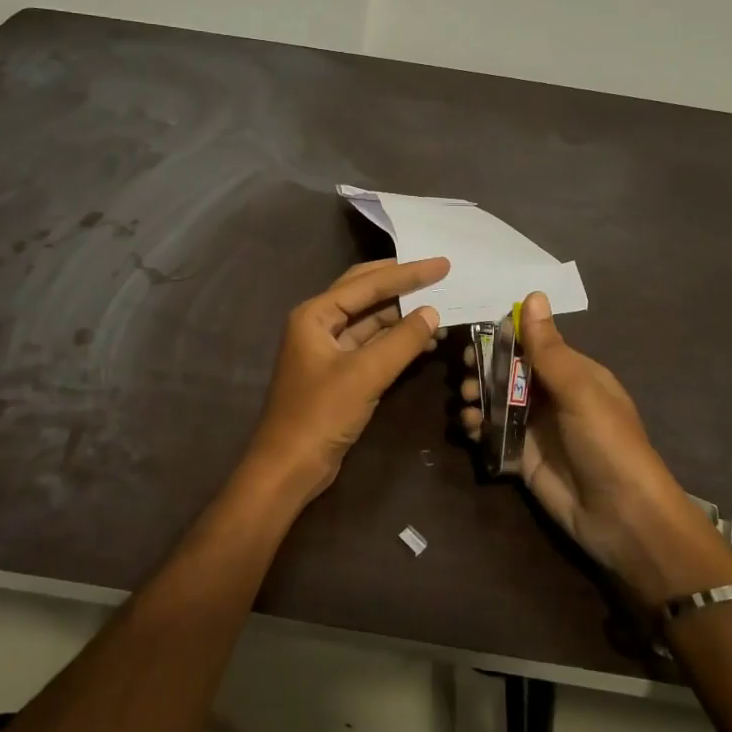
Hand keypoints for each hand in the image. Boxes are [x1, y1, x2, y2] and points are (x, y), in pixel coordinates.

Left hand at [243, 257, 447, 509]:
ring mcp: (328, 349)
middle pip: (365, 293)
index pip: (367, 283)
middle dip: (401, 283)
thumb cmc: (320, 415)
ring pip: (370, 320)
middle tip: (438, 273)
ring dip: (401, 314)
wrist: (288, 468)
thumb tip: (433, 312)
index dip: (407, 273)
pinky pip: (371, 345)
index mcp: (315, 315)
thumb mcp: (365, 375)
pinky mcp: (338, 373)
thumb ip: (401, 341)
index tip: (442, 264)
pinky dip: (395, 340)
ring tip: (439, 307)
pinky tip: (422, 340)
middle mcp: (319, 324)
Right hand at [456, 292, 731, 605]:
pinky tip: (469, 427)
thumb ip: (548, 348)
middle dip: (483, 369)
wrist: (622, 517)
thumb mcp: (579, 391)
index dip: (501, 338)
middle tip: (465, 375)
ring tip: (466, 403)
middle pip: (508, 372)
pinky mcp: (522, 457)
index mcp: (572, 374)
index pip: (532, 344)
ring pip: (495, 401)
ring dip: (475, 397)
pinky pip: (492, 433)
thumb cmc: (607, 443)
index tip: (473, 337)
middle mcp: (552, 396)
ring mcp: (535, 428)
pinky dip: (476, 426)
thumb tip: (533, 294)